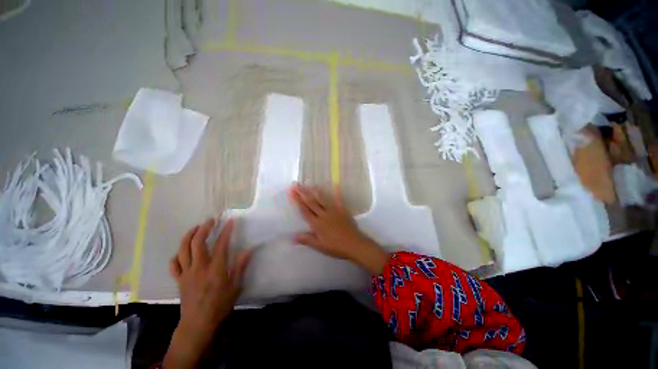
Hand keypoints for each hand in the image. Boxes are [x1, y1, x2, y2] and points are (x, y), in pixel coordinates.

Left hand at [164, 218, 251, 368]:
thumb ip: (240, 266)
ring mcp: (186, 273)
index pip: (221, 244)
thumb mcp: (235, 286)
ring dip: (188, 236)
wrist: (198, 324)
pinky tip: (183, 251)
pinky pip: (174, 264)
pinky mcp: (179, 280)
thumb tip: (248, 250)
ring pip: (183, 250)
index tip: (230, 221)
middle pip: (197, 243)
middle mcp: (199, 267)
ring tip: (196, 228)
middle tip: (211, 220)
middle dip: (204, 228)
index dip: (226, 231)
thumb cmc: (220, 305)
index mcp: (215, 268)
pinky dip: (177, 255)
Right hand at [289, 184, 388, 274]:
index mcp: (316, 224)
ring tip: (309, 184)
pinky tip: (336, 184)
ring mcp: (333, 211)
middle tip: (296, 185)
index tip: (292, 192)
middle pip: (311, 202)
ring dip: (315, 191)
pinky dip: (337, 192)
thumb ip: (306, 240)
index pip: (304, 210)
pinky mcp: (342, 210)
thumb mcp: (319, 246)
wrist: (354, 244)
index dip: (297, 201)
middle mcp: (323, 214)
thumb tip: (292, 237)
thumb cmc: (335, 247)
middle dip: (302, 193)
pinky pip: (339, 200)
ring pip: (322, 199)